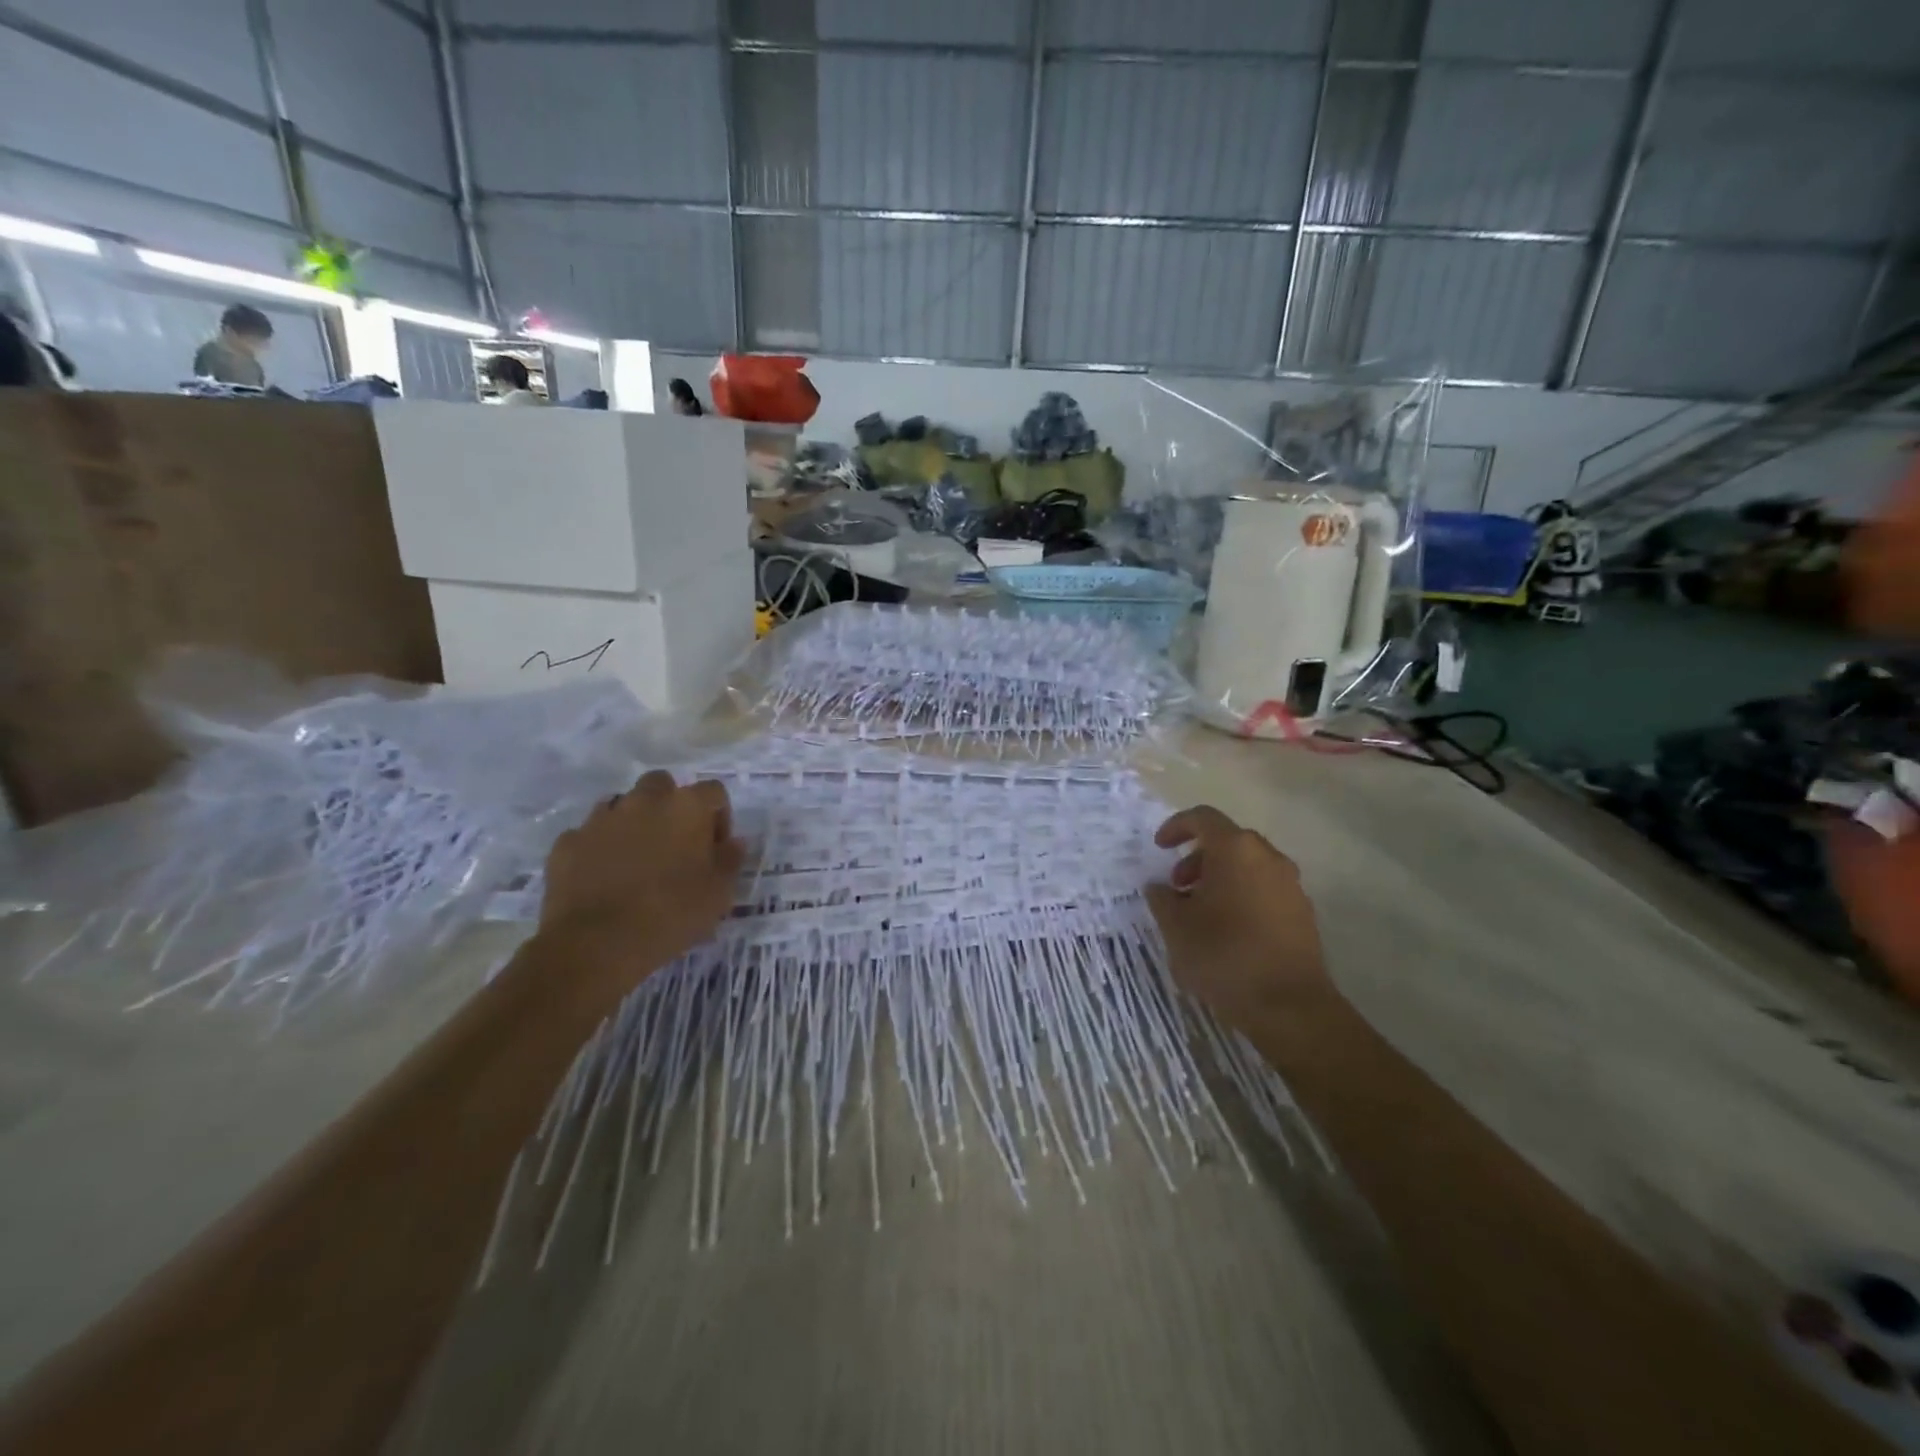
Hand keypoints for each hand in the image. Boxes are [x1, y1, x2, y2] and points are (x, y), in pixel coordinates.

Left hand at [538, 771, 744, 988]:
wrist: (596, 944)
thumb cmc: (671, 913)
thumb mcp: (719, 893)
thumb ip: (730, 860)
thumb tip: (733, 842)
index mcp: (687, 807)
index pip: (713, 792)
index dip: (719, 817)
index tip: (716, 848)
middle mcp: (644, 801)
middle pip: (662, 786)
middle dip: (670, 807)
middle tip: (675, 845)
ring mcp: (601, 818)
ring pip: (622, 805)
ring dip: (633, 823)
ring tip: (637, 861)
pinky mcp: (567, 842)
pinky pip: (589, 835)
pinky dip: (599, 848)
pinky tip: (602, 877)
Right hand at [1145, 806, 1335, 1028]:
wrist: (1289, 1006)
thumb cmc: (1224, 955)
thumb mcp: (1176, 927)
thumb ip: (1162, 899)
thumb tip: (1159, 887)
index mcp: (1235, 849)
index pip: (1203, 818)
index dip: (1176, 826)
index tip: (1159, 848)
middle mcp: (1268, 857)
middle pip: (1227, 841)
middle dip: (1197, 858)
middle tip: (1177, 887)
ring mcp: (1290, 884)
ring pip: (1248, 866)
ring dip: (1220, 878)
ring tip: (1199, 912)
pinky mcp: (1302, 912)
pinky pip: (1264, 889)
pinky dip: (1242, 895)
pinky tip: (1227, 930)